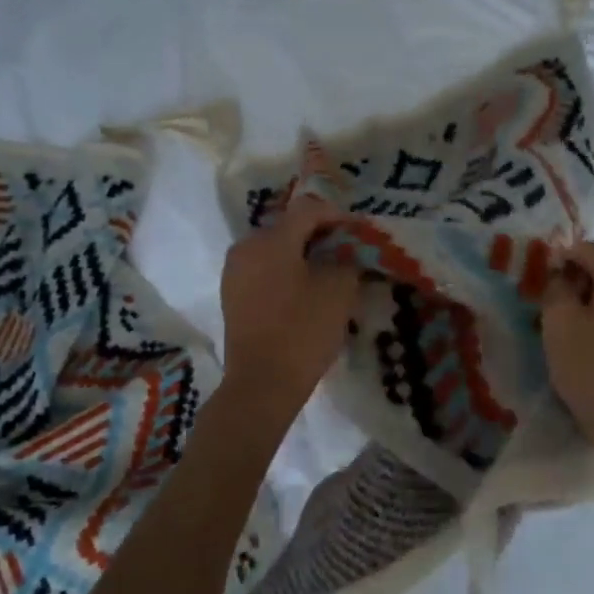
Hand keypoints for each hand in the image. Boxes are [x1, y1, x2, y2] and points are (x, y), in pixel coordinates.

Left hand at [219, 197, 360, 417]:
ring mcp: (234, 271)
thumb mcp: (339, 291)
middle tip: (347, 250)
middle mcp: (246, 246)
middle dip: (320, 234)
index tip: (361, 231)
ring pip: (275, 249)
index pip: (309, 210)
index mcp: (271, 239)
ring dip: (302, 253)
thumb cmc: (303, 332)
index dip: (338, 215)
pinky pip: (264, 269)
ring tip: (329, 271)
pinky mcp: (232, 295)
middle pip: (289, 226)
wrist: (262, 384)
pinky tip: (306, 290)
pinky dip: (286, 271)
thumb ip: (348, 259)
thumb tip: (348, 251)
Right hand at [540, 241, 593, 449]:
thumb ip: (556, 287)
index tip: (543, 279)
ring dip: (592, 301)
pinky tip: (591, 342)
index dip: (562, 257)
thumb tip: (563, 275)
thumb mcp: (559, 322)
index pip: (590, 249)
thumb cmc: (590, 366)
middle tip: (551, 304)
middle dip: (577, 279)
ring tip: (568, 326)